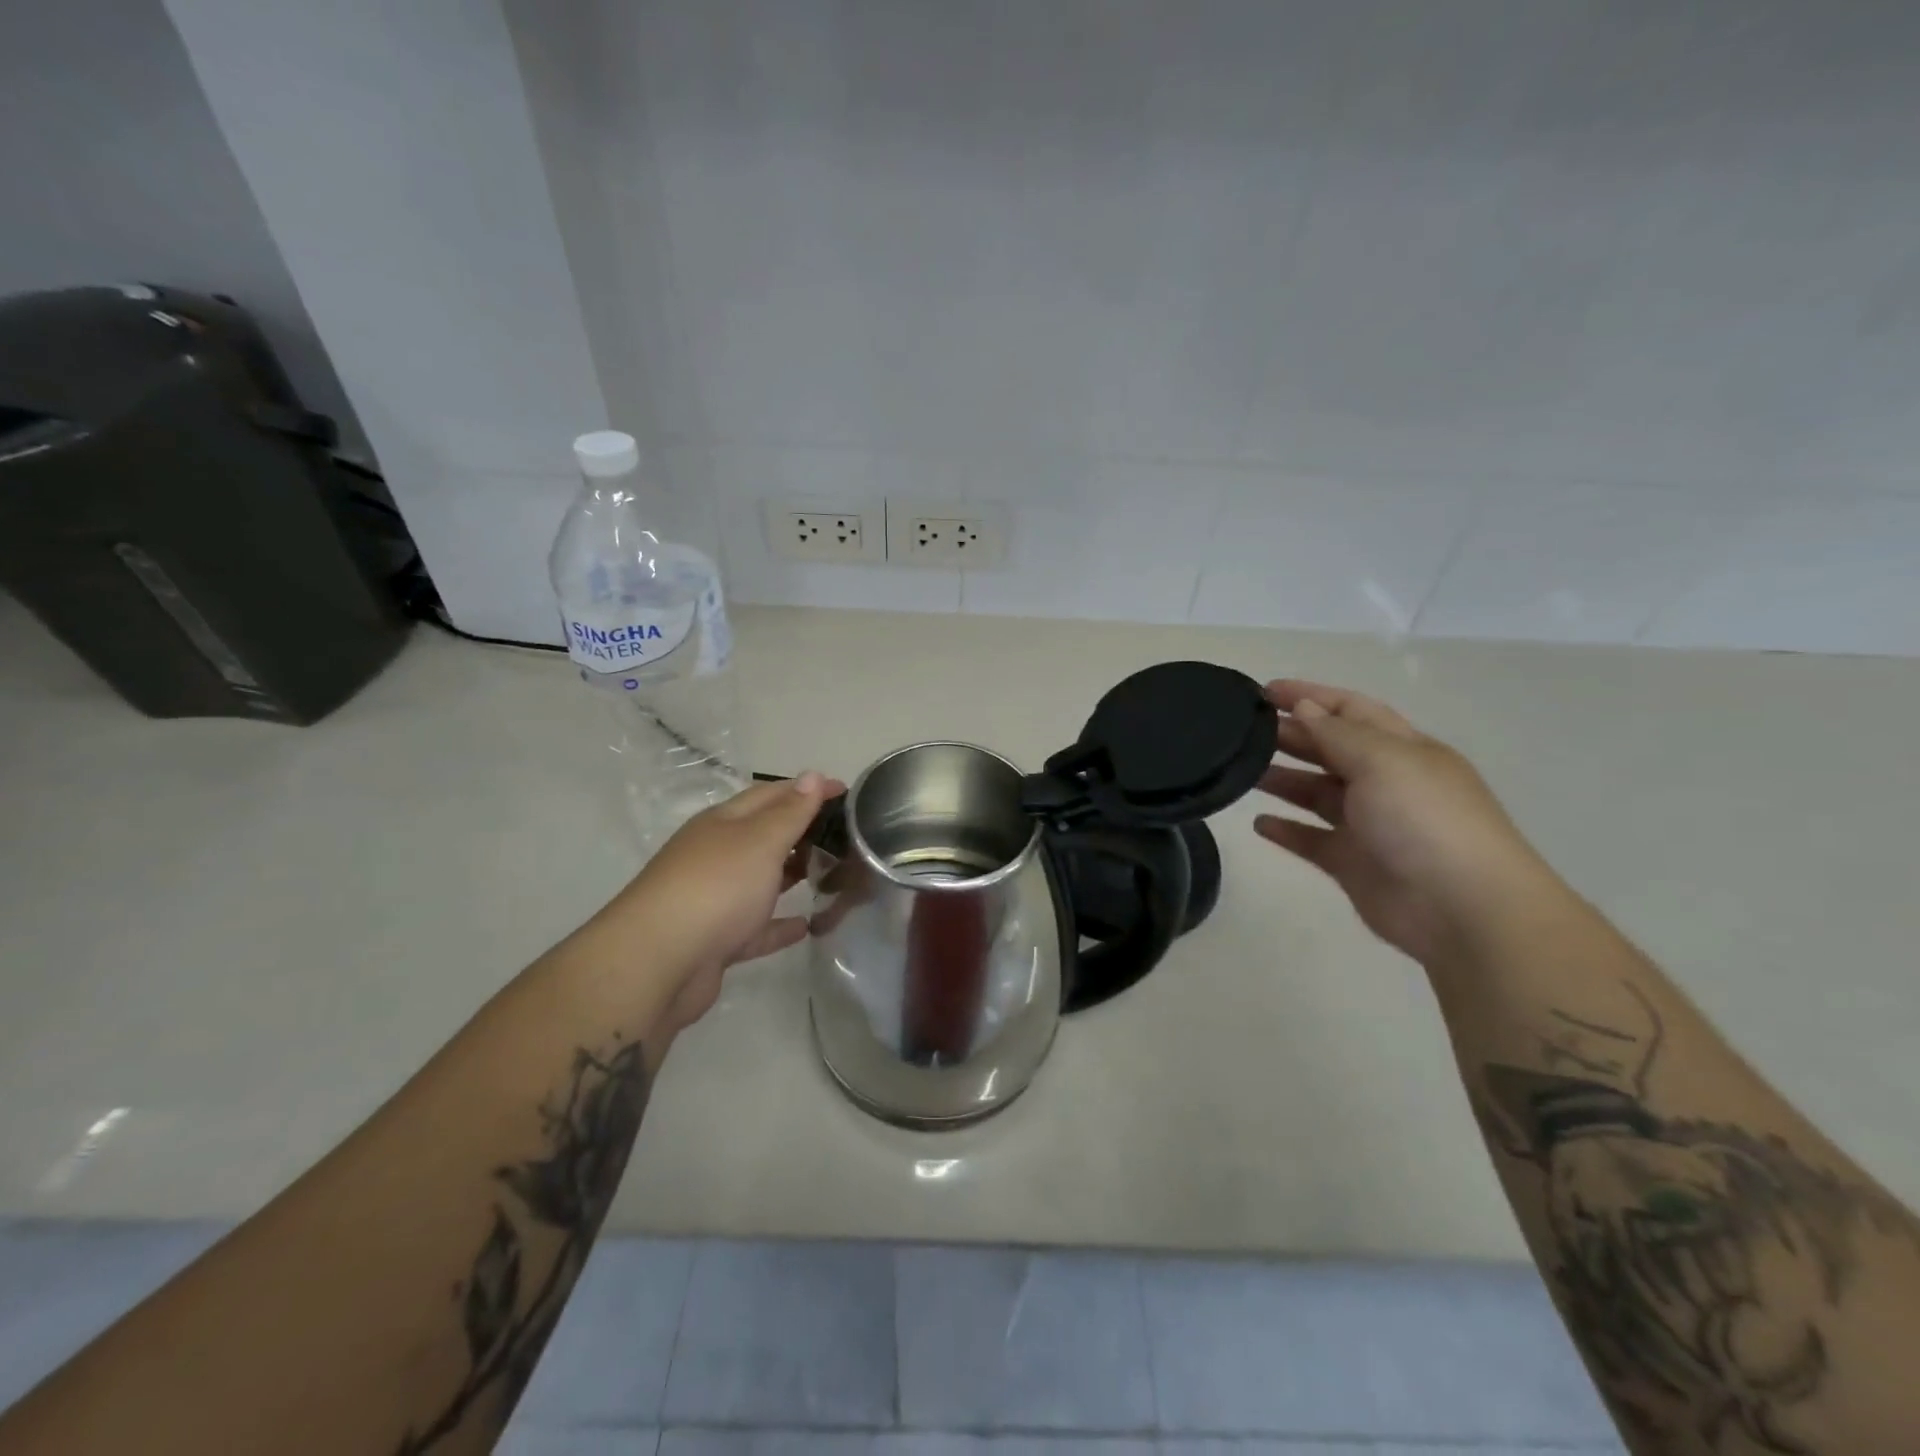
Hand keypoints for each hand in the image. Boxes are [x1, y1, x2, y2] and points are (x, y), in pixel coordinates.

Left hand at [601, 772, 842, 1037]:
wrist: (657, 964)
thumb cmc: (716, 888)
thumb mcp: (759, 841)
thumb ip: (789, 812)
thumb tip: (811, 776)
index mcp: (723, 824)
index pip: (771, 794)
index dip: (807, 789)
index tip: (846, 791)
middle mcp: (716, 855)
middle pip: (765, 835)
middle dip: (802, 829)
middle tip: (846, 834)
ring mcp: (715, 899)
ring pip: (761, 879)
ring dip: (793, 874)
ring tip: (832, 873)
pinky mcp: (717, 940)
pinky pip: (757, 926)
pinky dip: (780, 924)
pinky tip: (807, 926)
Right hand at [1253, 680, 1558, 965]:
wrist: (1462, 908)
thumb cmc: (1425, 819)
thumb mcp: (1383, 760)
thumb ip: (1337, 733)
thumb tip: (1303, 708)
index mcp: (1402, 749)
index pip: (1351, 710)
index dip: (1309, 696)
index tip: (1263, 691)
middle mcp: (1385, 782)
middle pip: (1330, 749)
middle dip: (1290, 735)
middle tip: (1240, 731)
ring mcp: (1368, 825)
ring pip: (1316, 793)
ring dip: (1282, 780)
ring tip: (1240, 772)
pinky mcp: (1353, 863)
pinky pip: (1311, 840)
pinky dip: (1286, 831)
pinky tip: (1258, 824)